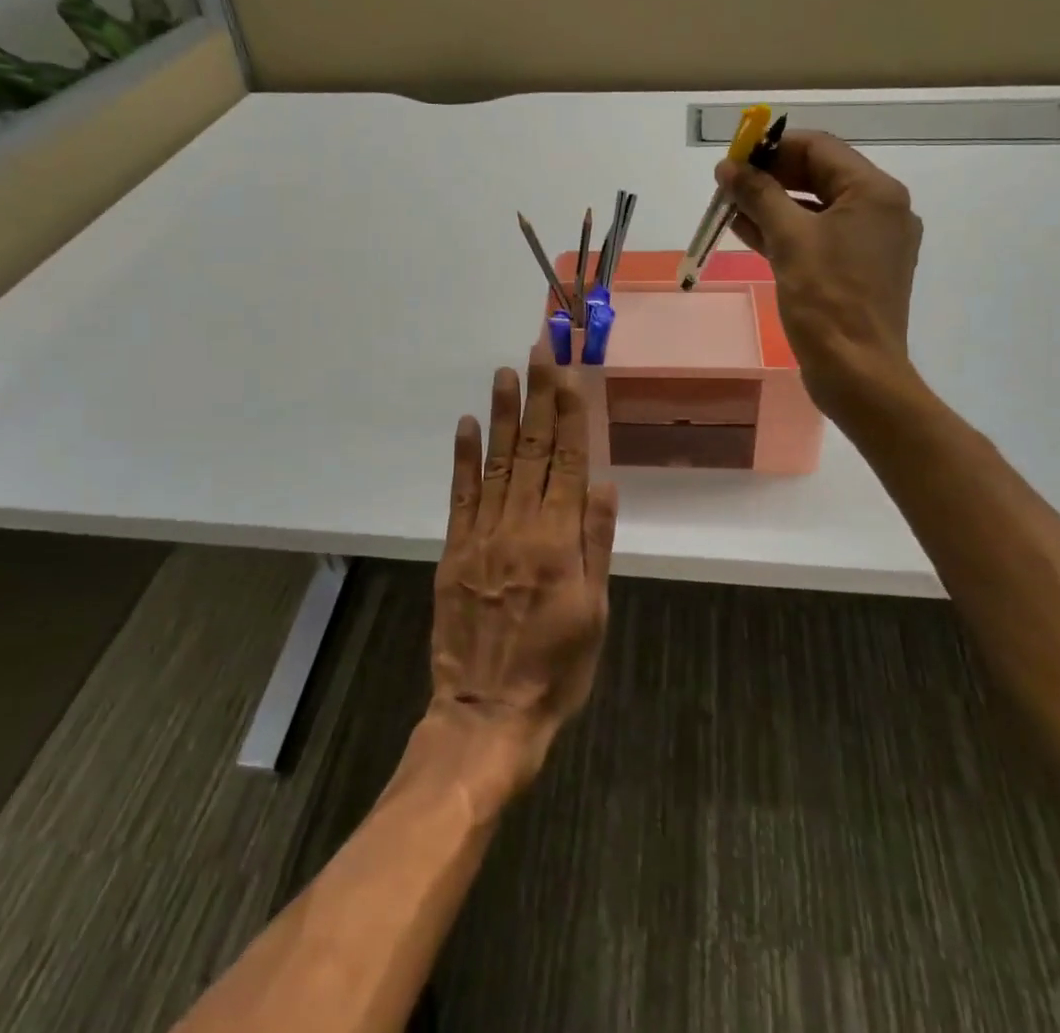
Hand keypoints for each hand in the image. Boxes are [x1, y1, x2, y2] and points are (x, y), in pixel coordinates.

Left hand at [428, 363, 617, 799]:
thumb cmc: (556, 668)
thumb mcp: (594, 612)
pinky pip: (460, 495)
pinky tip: (467, 424)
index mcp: (559, 541)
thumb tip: (604, 484)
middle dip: (538, 396)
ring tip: (506, 372)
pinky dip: (464, 457)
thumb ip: (596, 544)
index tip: (568, 372)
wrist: (488, 711)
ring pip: (497, 462)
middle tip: (538, 350)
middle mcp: (520, 526)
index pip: (568, 462)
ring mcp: (482, 535)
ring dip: (503, 414)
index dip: (570, 413)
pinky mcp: (455, 549)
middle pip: (534, 450)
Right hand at [716, 130, 924, 430]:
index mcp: (875, 193)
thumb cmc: (827, 300)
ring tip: (728, 204)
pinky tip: (746, 230)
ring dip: (772, 203)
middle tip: (727, 183)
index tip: (733, 158)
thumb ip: (758, 195)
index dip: (772, 148)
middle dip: (769, 176)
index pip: (819, 148)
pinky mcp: (856, 269)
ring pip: (814, 208)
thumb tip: (728, 167)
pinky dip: (784, 231)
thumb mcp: (789, 239)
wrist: (857, 373)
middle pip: (818, 175)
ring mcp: (870, 242)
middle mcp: (880, 209)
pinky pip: (817, 237)